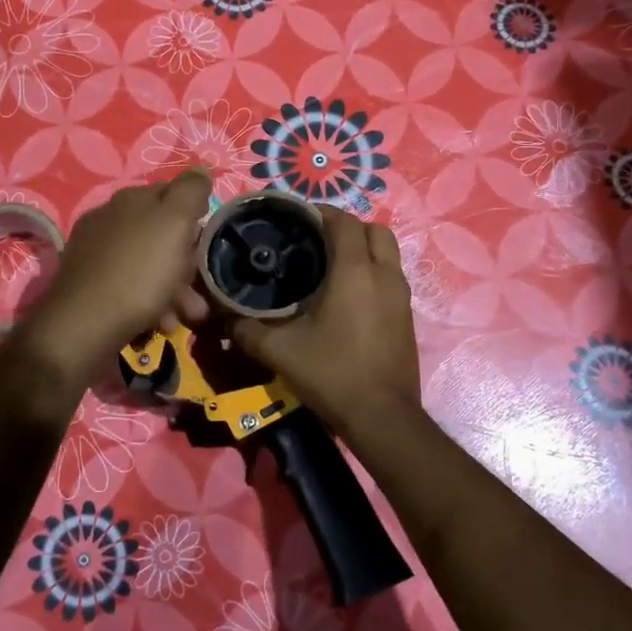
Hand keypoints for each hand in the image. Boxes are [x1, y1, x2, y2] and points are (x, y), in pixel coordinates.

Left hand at [15, 170, 213, 387]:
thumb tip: (200, 169)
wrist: (84, 327)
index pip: (173, 195)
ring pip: (148, 265)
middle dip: (187, 263)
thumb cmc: (138, 272)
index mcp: (130, 200)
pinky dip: (150, 304)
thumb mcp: (174, 224)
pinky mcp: (89, 285)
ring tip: (187, 315)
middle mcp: (110, 220)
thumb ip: (190, 192)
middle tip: (201, 289)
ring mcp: (96, 253)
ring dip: (175, 290)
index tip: (208, 245)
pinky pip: (130, 287)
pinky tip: (160, 323)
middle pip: (162, 235)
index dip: (196, 217)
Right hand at [232, 205, 421, 444]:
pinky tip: (348, 296)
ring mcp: (401, 296)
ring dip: (363, 249)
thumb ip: (248, 330)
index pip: (343, 222)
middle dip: (347, 227)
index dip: (321, 213)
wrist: (382, 416)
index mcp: (355, 272)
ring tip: (331, 266)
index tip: (297, 219)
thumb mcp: (280, 352)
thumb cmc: (332, 374)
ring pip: (388, 253)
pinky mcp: (407, 316)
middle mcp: (384, 275)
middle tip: (317, 241)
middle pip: (374, 230)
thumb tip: (224, 320)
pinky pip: (391, 277)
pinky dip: (373, 272)